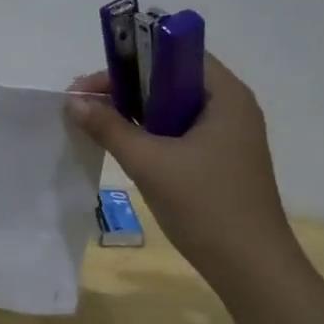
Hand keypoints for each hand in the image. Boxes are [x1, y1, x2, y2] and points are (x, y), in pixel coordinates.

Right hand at [66, 55, 297, 290]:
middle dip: (127, 87)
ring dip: (136, 111)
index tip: (93, 82)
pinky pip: (180, 132)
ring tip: (97, 122)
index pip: (176, 54)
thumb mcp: (150, 163)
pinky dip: (152, 133)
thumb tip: (73, 101)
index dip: (131, 59)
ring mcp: (229, 136)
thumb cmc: (205, 206)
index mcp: (226, 96)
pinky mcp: (222, 161)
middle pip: (172, 79)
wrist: (251, 268)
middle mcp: (232, 108)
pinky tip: (125, 146)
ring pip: (174, 108)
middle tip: (86, 103)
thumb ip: (110, 127)